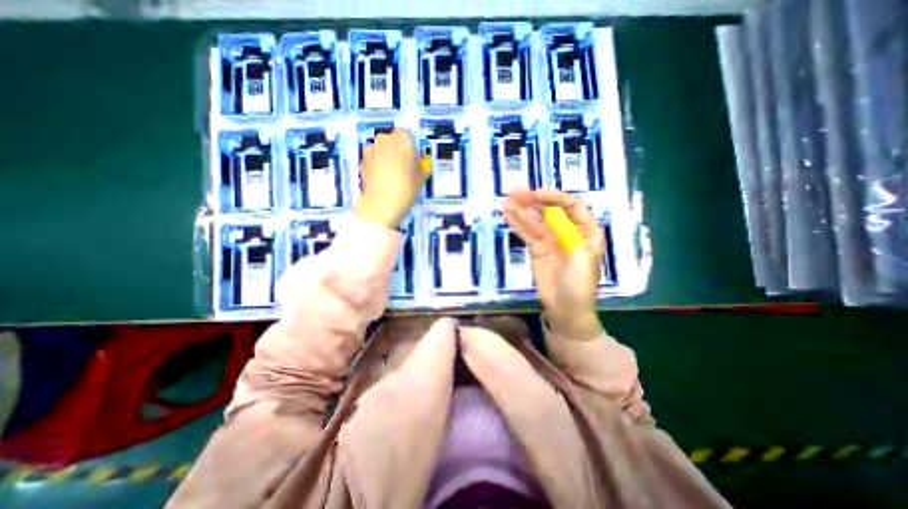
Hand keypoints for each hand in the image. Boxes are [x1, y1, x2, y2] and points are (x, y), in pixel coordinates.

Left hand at [353, 129, 428, 228]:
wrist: (381, 204)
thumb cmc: (406, 189)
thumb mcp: (421, 178)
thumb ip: (420, 165)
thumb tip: (418, 163)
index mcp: (403, 140)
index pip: (407, 134)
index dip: (410, 146)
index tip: (413, 158)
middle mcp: (385, 139)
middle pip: (392, 139)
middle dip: (397, 149)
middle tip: (404, 166)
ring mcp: (371, 149)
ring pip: (381, 147)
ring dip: (386, 155)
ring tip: (392, 173)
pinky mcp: (362, 160)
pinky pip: (373, 157)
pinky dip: (376, 163)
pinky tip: (382, 178)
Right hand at [500, 188, 604, 339]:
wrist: (566, 309)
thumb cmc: (580, 283)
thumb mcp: (582, 254)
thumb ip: (568, 230)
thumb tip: (553, 211)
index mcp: (585, 230)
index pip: (570, 206)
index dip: (553, 197)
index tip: (535, 194)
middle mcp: (567, 231)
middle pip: (549, 210)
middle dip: (533, 200)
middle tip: (514, 191)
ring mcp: (550, 240)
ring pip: (534, 220)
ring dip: (521, 210)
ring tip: (505, 199)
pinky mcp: (537, 250)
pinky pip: (526, 233)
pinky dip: (517, 223)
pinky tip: (507, 213)